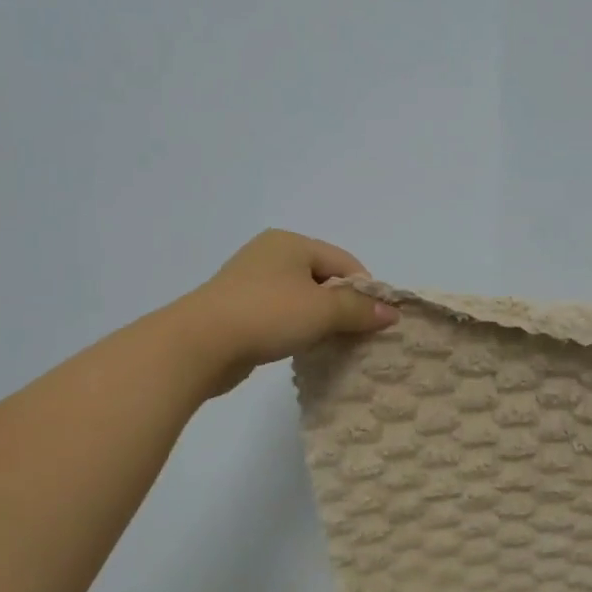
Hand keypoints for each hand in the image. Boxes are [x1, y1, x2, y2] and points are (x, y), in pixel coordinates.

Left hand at [168, 230, 398, 396]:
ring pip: (302, 300)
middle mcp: (270, 255)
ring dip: (320, 322)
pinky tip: (302, 349)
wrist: (199, 344)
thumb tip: (391, 312)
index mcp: (291, 243)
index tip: (376, 322)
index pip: (345, 262)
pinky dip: (296, 330)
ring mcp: (250, 283)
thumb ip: (359, 309)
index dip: (366, 291)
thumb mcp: (322, 311)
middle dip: (344, 307)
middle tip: (358, 337)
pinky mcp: (238, 310)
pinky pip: (281, 316)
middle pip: (324, 279)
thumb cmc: (267, 315)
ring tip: (332, 346)